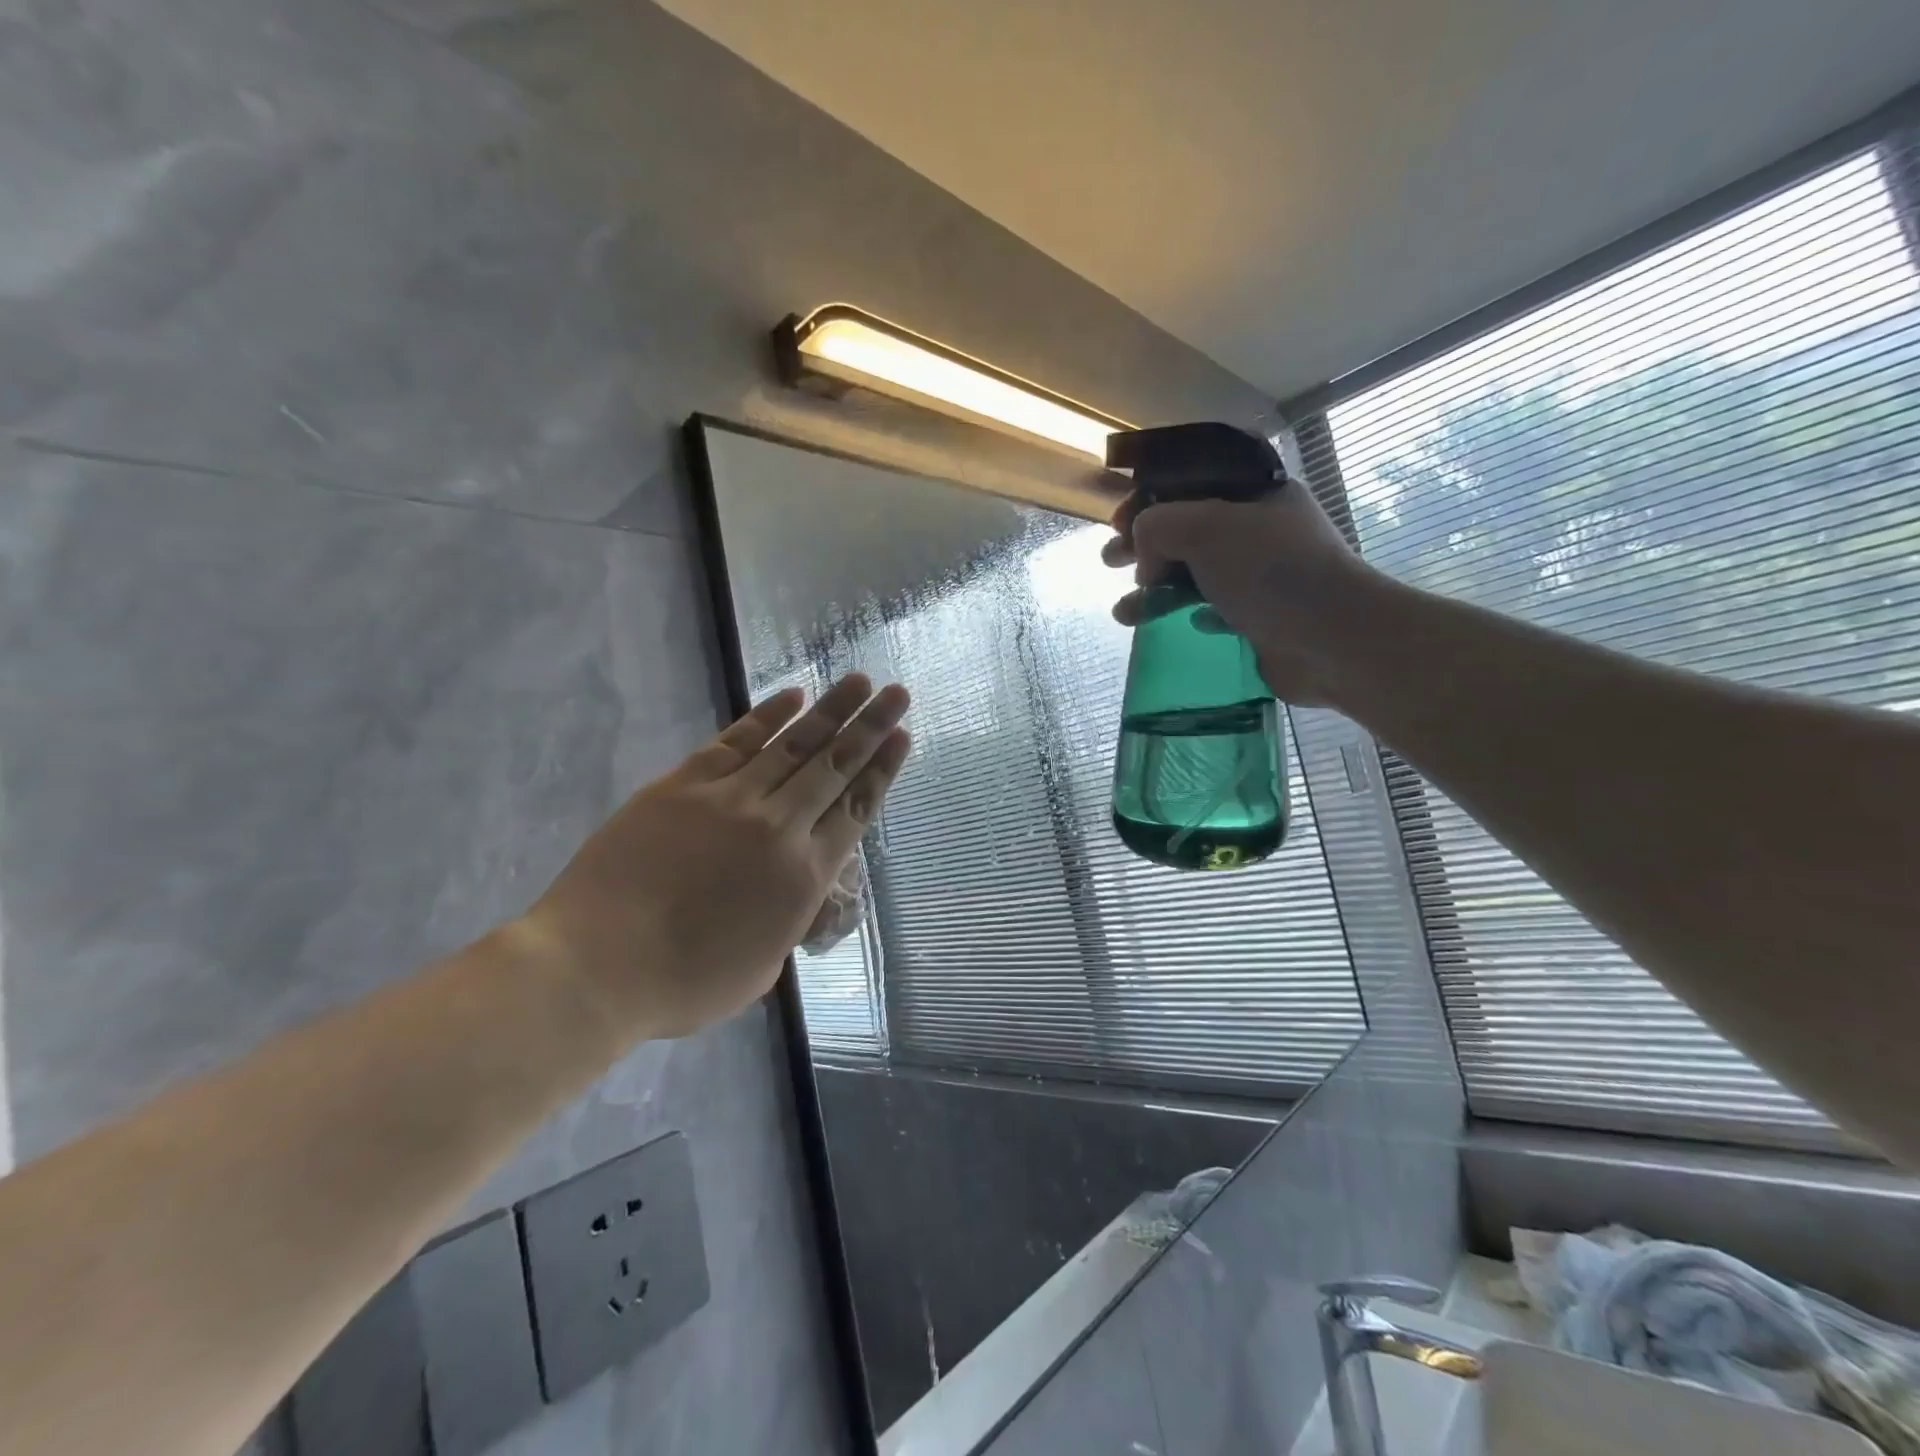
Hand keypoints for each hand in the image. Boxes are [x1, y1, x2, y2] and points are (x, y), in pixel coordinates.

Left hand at [516, 675, 909, 1043]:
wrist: (597, 965)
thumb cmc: (684, 983)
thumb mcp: (763, 967)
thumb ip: (791, 920)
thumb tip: (798, 892)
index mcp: (804, 876)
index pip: (856, 809)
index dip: (883, 770)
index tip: (903, 736)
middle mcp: (779, 827)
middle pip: (835, 767)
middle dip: (871, 727)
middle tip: (897, 692)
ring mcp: (730, 799)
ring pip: (793, 746)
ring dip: (830, 711)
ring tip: (858, 681)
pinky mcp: (683, 785)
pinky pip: (735, 742)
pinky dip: (767, 717)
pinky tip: (792, 696)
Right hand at [1103, 485, 1378, 705]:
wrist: (1331, 639)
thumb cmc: (1271, 572)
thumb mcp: (1205, 528)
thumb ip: (1158, 525)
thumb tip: (1145, 555)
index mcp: (1256, 493)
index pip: (1194, 480)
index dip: (1150, 495)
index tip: (1118, 519)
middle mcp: (1259, 529)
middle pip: (1187, 528)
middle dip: (1143, 544)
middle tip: (1110, 561)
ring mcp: (1260, 575)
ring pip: (1193, 572)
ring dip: (1153, 589)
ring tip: (1123, 613)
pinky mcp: (1258, 616)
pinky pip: (1209, 607)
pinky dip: (1183, 613)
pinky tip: (1166, 624)